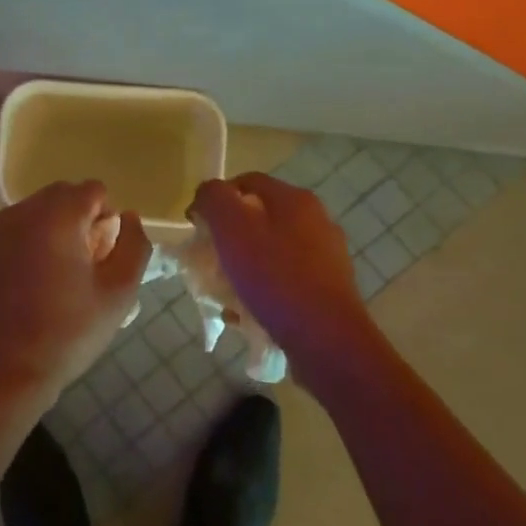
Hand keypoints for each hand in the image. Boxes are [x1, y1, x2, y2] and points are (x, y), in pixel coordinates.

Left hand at [0, 181, 150, 409]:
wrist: (0, 373)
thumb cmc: (66, 333)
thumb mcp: (118, 293)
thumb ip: (133, 245)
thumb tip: (128, 218)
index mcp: (56, 216)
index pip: (93, 190)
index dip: (107, 217)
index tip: (105, 255)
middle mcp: (20, 213)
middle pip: (60, 196)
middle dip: (79, 219)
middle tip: (86, 264)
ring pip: (33, 213)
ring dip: (51, 230)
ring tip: (58, 277)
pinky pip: (10, 234)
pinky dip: (25, 246)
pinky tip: (28, 287)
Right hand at [189, 173, 369, 359]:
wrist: (327, 342)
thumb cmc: (276, 278)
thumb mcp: (232, 229)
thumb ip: (214, 199)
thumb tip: (207, 194)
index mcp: (294, 200)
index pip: (245, 182)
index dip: (216, 199)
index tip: (197, 228)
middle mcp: (316, 221)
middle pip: (258, 217)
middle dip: (228, 237)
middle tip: (209, 260)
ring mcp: (326, 256)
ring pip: (270, 250)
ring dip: (243, 266)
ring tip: (225, 292)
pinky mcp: (328, 289)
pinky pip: (285, 280)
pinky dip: (264, 290)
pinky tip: (249, 313)